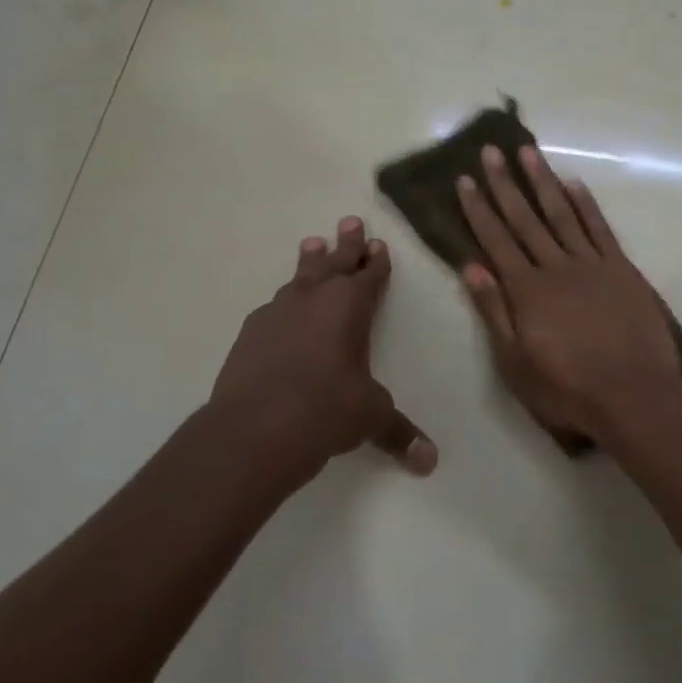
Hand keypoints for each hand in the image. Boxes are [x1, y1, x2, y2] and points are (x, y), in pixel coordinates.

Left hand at [210, 216, 436, 485]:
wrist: (254, 428)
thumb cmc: (326, 411)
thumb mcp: (370, 418)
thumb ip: (400, 433)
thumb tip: (430, 461)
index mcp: (351, 307)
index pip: (370, 276)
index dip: (377, 261)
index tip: (379, 243)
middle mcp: (314, 299)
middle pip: (334, 262)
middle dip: (346, 243)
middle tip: (350, 220)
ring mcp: (278, 312)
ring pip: (300, 277)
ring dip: (311, 261)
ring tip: (313, 243)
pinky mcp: (251, 332)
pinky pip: (274, 305)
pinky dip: (285, 300)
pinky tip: (281, 306)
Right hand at [456, 145, 681, 443]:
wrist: (636, 395)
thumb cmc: (568, 389)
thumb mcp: (515, 363)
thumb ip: (493, 312)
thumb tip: (470, 267)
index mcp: (527, 290)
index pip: (496, 241)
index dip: (478, 209)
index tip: (465, 179)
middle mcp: (556, 267)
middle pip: (525, 219)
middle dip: (505, 184)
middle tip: (491, 150)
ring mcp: (592, 265)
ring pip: (562, 214)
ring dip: (543, 182)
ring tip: (528, 152)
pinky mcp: (622, 270)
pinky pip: (600, 229)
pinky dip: (586, 205)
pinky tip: (574, 185)